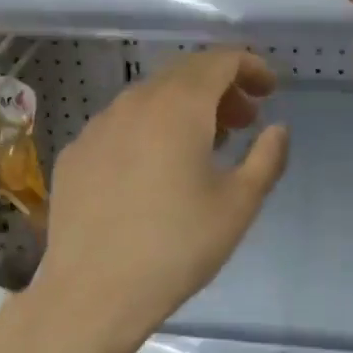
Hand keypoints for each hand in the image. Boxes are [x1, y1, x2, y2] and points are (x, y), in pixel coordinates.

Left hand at [26, 48, 288, 352]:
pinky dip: (148, 129)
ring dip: (184, 108)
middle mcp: (134, 102)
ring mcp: (98, 126)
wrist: (94, 293)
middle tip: (243, 120)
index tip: (269, 90)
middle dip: (220, 87)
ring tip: (204, 146)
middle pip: (184, 73)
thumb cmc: (177, 247)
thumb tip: (277, 129)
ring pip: (149, 98)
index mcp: (178, 106)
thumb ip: (267, 157)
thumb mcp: (238, 205)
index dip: (250, 66)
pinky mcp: (75, 153)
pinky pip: (120, 125)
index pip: (219, 59)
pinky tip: (154, 169)